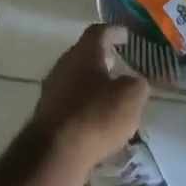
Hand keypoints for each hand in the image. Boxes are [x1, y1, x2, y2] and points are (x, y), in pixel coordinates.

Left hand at [29, 24, 150, 185]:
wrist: (55, 153)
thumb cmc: (97, 115)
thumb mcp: (132, 97)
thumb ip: (137, 83)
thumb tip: (134, 81)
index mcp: (84, 53)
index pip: (99, 31)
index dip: (114, 31)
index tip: (126, 35)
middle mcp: (64, 65)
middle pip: (85, 54)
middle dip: (103, 58)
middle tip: (121, 64)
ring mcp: (52, 90)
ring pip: (77, 79)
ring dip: (94, 83)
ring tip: (113, 94)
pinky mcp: (48, 114)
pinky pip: (71, 101)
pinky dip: (85, 104)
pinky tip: (98, 118)